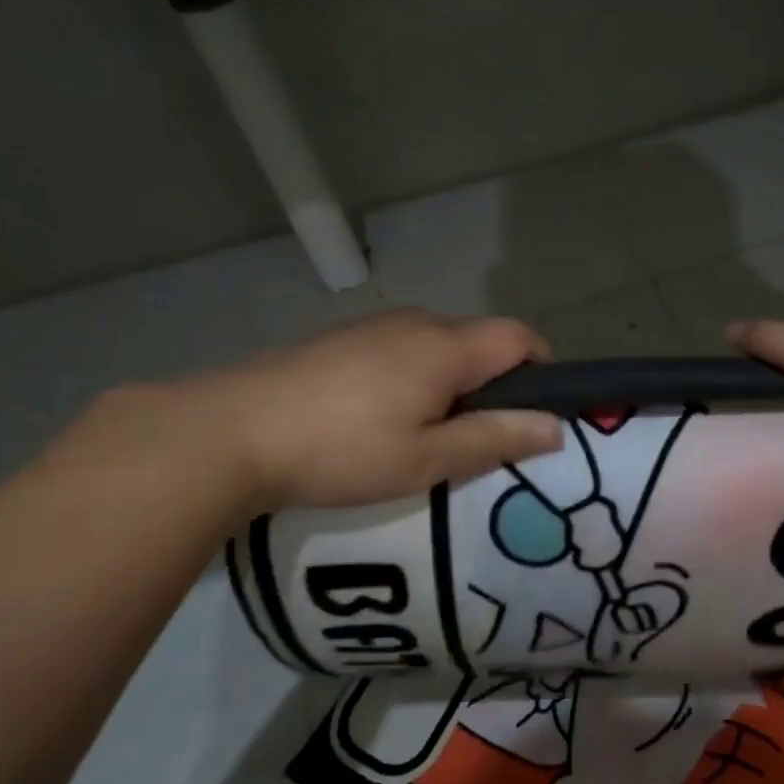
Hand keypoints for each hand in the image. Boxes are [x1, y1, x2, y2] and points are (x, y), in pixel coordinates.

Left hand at [81, 309, 563, 512]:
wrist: (229, 432)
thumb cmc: (341, 450)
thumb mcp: (426, 459)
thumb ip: (495, 438)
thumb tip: (555, 427)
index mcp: (446, 346)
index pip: (520, 336)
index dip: (544, 368)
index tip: (538, 413)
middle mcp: (416, 323)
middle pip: (479, 342)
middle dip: (494, 385)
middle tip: (480, 440)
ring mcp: (373, 327)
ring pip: (438, 348)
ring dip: (451, 384)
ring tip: (427, 437)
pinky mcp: (340, 340)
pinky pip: (401, 352)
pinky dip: (414, 380)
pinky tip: (380, 421)